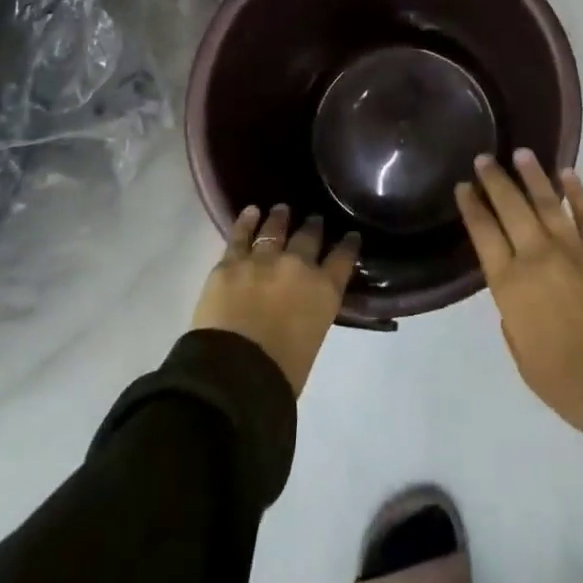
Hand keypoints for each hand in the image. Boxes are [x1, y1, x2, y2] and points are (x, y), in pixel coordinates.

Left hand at [192, 204, 360, 395]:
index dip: (348, 244)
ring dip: (280, 218)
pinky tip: (250, 211)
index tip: (351, 235)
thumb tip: (303, 310)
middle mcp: (298, 265)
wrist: (236, 371)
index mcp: (325, 290)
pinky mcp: (231, 262)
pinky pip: (240, 235)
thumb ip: (312, 315)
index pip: (344, 258)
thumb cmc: (281, 373)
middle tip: (314, 220)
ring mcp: (264, 259)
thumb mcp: (312, 340)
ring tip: (282, 209)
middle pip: (309, 237)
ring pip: (275, 229)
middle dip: (313, 227)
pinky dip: (246, 222)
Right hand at [456, 152, 582, 430]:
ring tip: (520, 153)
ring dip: (532, 175)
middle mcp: (537, 256)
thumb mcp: (522, 356)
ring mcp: (575, 248)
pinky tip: (566, 173)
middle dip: (495, 180)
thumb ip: (512, 318)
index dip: (472, 207)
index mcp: (510, 285)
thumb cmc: (566, 381)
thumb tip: (517, 291)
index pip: (483, 233)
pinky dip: (577, 191)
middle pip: (511, 208)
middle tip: (483, 158)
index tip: (463, 187)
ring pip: (547, 202)